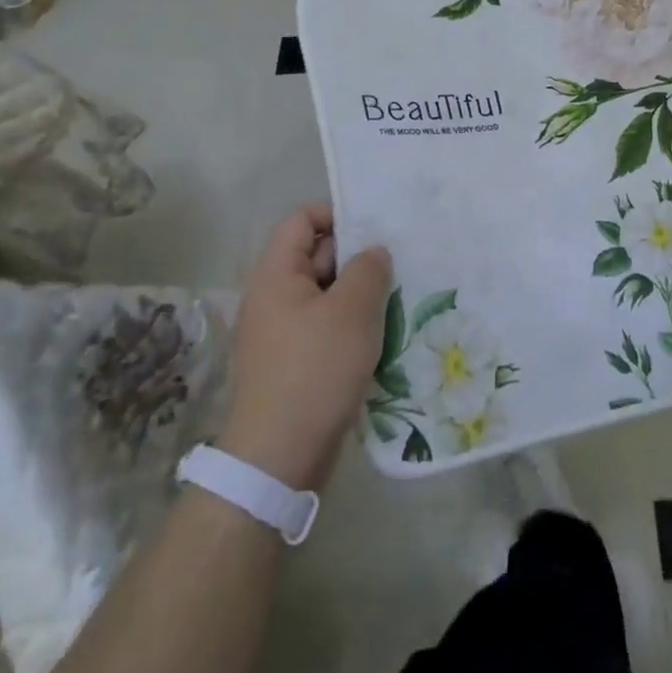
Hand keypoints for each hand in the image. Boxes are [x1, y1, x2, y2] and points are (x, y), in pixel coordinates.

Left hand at [217, 204, 391, 491]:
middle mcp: (272, 296)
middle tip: (399, 264)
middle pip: (316, 255)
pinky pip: (325, 327)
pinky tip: (381, 336)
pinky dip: (351, 325)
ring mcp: (281, 331)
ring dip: (359, 295)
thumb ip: (368, 269)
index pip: (302, 219)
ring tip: (398, 299)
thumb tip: (373, 252)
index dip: (337, 214)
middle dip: (357, 257)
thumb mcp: (352, 311)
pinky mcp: (292, 362)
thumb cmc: (315, 370)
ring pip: (326, 294)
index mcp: (276, 274)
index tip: (376, 230)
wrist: (279, 457)